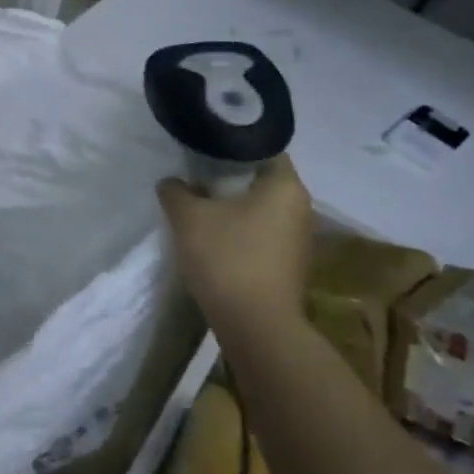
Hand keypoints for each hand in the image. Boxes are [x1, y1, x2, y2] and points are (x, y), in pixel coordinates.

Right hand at [157, 155, 313, 331]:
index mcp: (285, 186)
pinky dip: (241, 232)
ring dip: (234, 207)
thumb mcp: (188, 218)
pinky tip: (215, 240)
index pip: (262, 149)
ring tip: (200, 209)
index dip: (230, 147)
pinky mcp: (290, 265)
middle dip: (229, 179)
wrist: (256, 326)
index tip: (203, 152)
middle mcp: (301, 207)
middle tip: (195, 178)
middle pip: (261, 180)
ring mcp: (298, 239)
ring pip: (262, 209)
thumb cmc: (227, 258)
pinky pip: (262, 234)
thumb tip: (172, 183)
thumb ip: (176, 191)